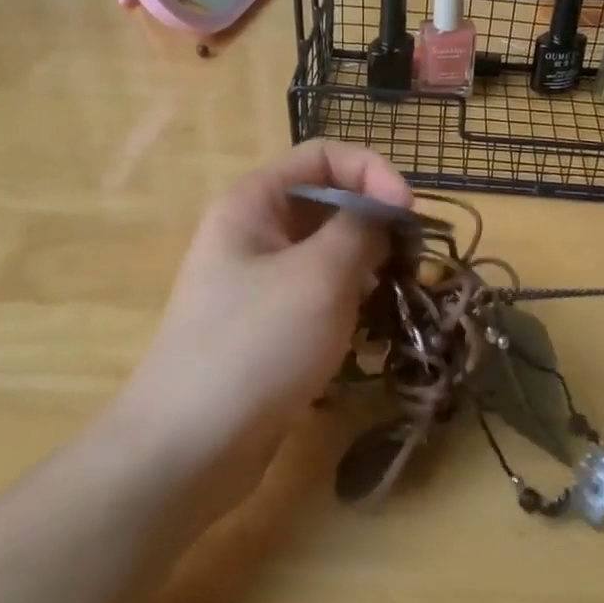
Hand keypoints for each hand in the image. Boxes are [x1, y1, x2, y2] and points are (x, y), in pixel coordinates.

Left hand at [116, 140, 411, 517]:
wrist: (190, 447)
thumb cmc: (256, 344)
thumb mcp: (320, 276)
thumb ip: (361, 229)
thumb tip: (385, 210)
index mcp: (254, 202)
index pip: (324, 155)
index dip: (372, 171)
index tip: (408, 214)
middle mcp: (254, 232)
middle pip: (328, 201)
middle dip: (375, 222)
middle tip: (413, 260)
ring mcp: (259, 281)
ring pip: (327, 251)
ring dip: (367, 265)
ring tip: (397, 294)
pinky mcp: (269, 325)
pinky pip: (319, 293)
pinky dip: (350, 300)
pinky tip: (371, 328)